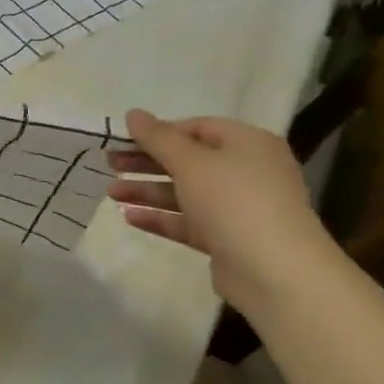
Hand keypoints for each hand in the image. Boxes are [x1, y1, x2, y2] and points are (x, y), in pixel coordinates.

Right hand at [107, 109, 337, 314]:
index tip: (126, 139)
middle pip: (188, 161)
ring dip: (148, 191)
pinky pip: (188, 222)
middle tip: (110, 164)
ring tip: (111, 192)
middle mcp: (246, 172)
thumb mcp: (192, 162)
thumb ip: (159, 138)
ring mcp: (237, 208)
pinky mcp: (226, 239)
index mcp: (247, 144)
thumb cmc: (234, 201)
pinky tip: (129, 217)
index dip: (161, 132)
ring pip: (185, 193)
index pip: (199, 128)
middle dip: (147, 162)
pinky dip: (160, 218)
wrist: (274, 270)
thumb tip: (133, 113)